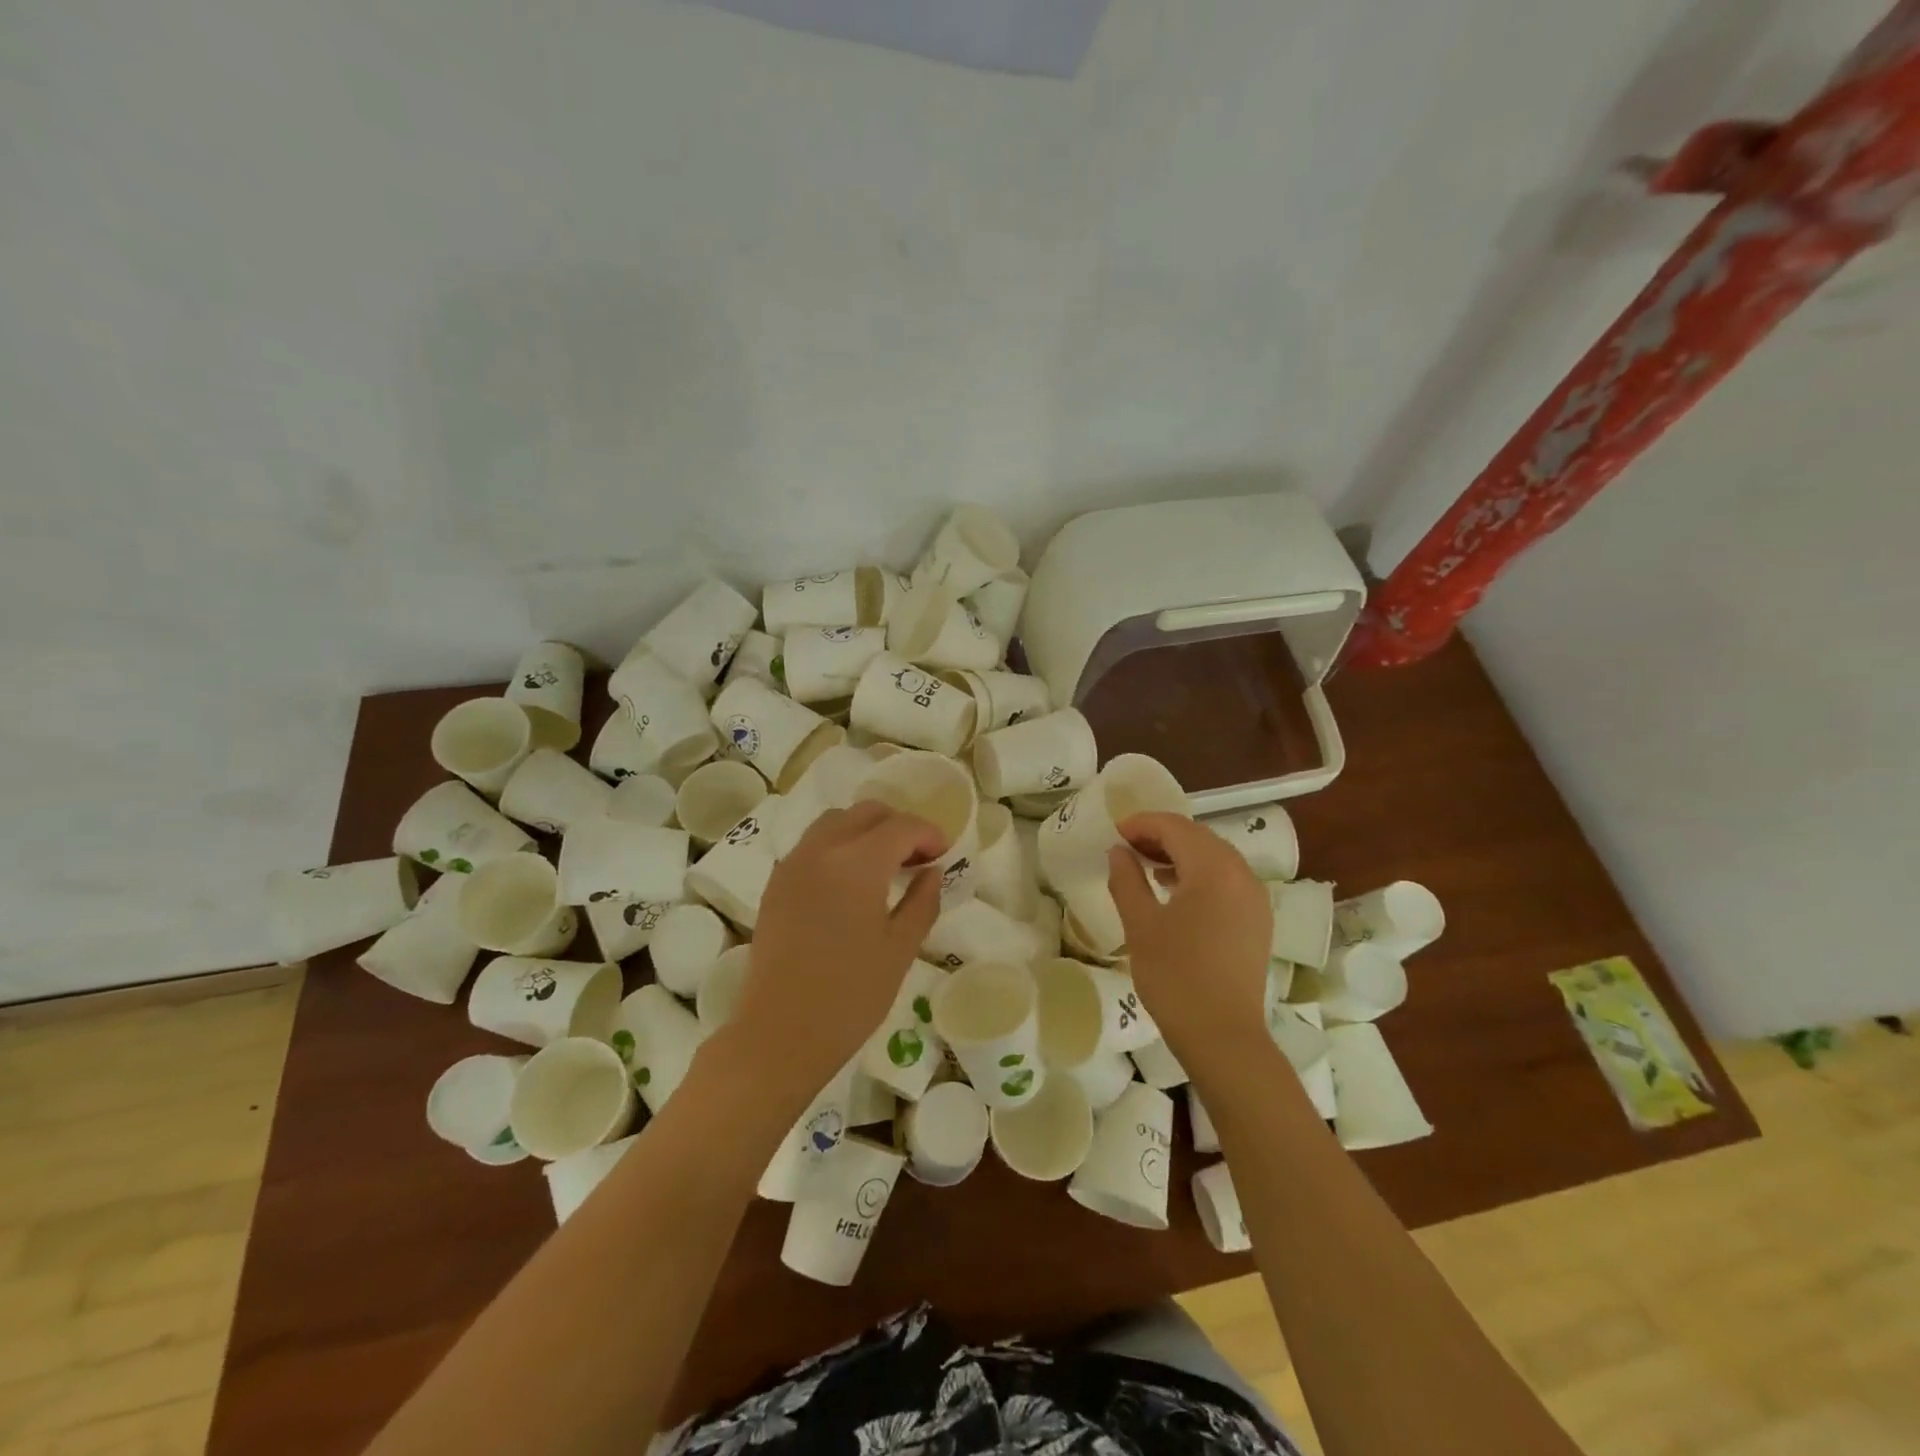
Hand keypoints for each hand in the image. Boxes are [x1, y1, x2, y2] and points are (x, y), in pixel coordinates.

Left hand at [729, 802, 944, 1098]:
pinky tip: (850, 880)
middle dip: (898, 825)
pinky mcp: (776, 884)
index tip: (944, 854)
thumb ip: (922, 901)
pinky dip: (838, 845)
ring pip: (834, 822)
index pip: (901, 826)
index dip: (928, 833)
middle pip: (866, 812)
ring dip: (865, 830)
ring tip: (885, 864)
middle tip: (918, 857)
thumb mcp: (900, 949)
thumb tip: (932, 872)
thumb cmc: (850, 996)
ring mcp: (793, 864)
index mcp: (857, 863)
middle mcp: (821, 850)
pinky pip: (812, 844)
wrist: (779, 1034)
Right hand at [1108, 812, 1271, 1060]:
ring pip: (1215, 858)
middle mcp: (1241, 875)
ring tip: (1146, 866)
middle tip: (1127, 847)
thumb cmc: (1175, 977)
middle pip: (1199, 838)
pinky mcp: (1257, 920)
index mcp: (1214, 870)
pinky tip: (1175, 891)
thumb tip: (1119, 852)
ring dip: (1181, 854)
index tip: (1115, 832)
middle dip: (1161, 835)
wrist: (1223, 1036)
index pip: (1176, 827)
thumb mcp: (1140, 925)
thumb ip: (1127, 880)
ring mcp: (1255, 898)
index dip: (1143, 823)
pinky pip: (1227, 880)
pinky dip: (1199, 874)